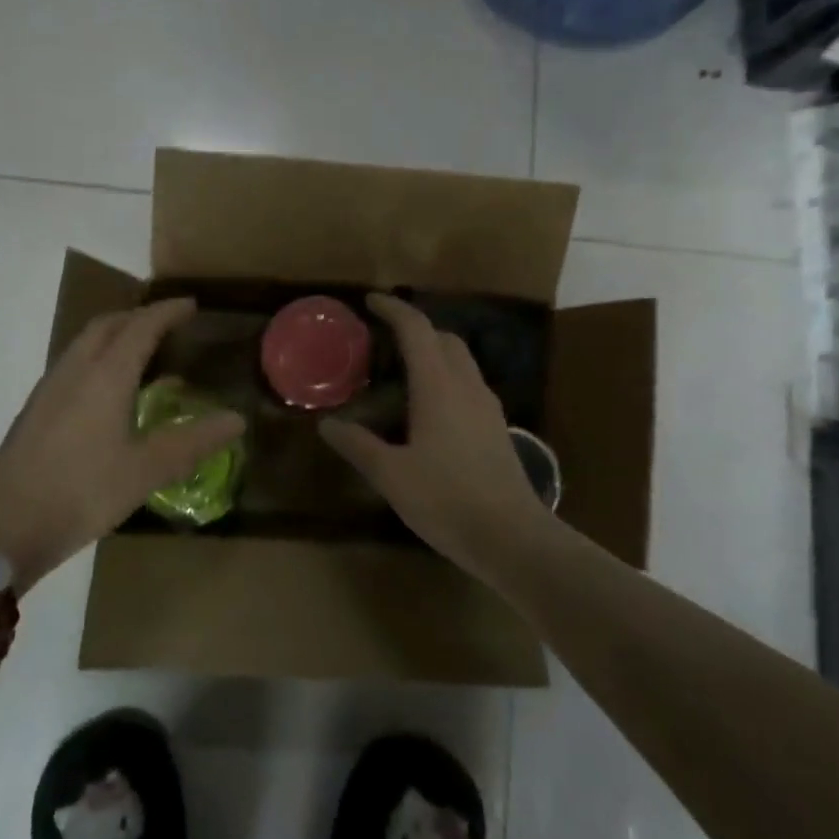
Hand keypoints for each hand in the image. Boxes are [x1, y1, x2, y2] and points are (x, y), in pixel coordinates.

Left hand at [0, 299, 244, 590]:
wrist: (6, 525)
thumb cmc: (83, 491)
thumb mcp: (147, 470)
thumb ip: (193, 441)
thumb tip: (237, 419)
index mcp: (106, 375)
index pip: (141, 326)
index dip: (167, 312)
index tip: (191, 305)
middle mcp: (76, 370)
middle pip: (108, 325)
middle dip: (139, 316)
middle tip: (167, 324)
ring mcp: (50, 388)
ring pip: (86, 343)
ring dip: (115, 335)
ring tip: (142, 352)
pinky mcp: (36, 408)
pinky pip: (73, 363)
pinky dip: (98, 357)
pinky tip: (108, 392)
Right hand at [321, 293, 556, 580]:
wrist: (511, 537)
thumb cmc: (446, 499)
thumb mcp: (391, 474)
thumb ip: (358, 444)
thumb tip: (327, 424)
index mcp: (439, 386)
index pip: (417, 329)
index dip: (393, 309)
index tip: (370, 301)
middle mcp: (467, 386)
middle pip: (444, 338)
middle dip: (415, 329)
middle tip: (383, 341)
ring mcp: (487, 407)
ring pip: (460, 361)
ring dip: (433, 354)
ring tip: (402, 373)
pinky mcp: (497, 428)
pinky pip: (468, 385)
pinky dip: (445, 378)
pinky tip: (428, 410)